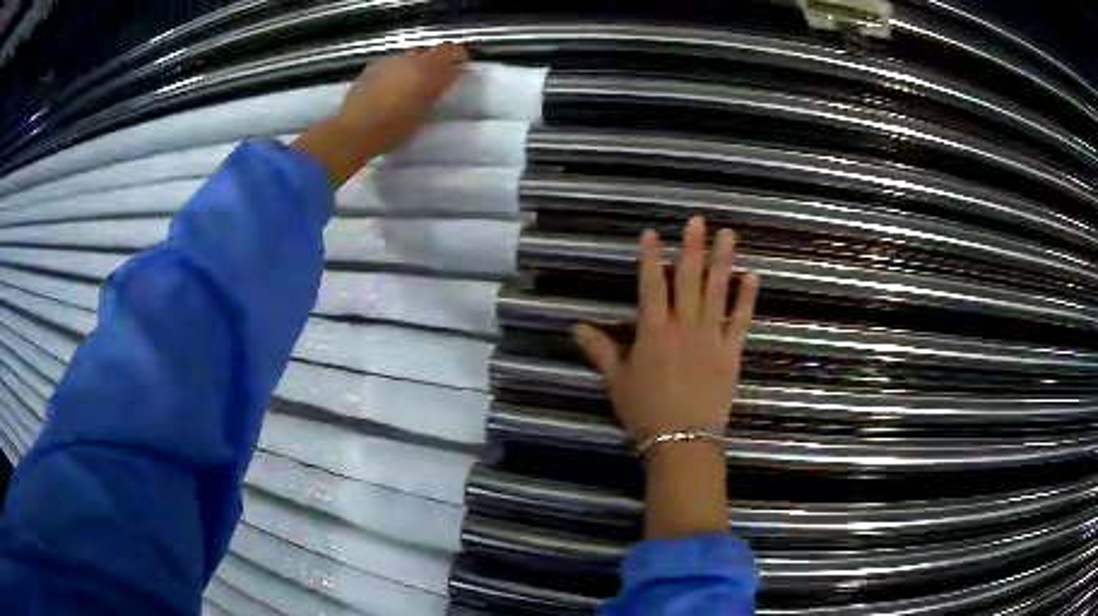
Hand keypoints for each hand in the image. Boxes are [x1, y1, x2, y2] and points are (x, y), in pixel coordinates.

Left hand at [333, 43, 469, 151]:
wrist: (355, 130)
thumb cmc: (393, 130)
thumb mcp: (424, 115)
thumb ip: (436, 93)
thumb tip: (444, 83)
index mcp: (430, 72)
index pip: (454, 54)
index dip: (461, 58)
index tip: (463, 67)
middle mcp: (414, 60)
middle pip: (436, 50)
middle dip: (443, 57)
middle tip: (444, 71)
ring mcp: (393, 60)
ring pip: (415, 54)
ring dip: (420, 62)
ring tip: (416, 78)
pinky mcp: (375, 65)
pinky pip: (395, 61)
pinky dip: (400, 68)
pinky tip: (394, 82)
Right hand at [573, 217, 759, 441]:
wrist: (682, 439)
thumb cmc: (645, 411)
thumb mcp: (616, 381)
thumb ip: (600, 351)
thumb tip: (576, 327)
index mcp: (653, 330)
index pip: (651, 285)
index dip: (651, 257)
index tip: (653, 233)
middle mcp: (683, 325)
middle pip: (687, 278)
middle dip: (691, 247)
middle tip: (698, 221)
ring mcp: (710, 336)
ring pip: (716, 291)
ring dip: (722, 261)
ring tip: (727, 235)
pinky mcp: (731, 351)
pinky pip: (740, 319)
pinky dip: (746, 297)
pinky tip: (752, 275)